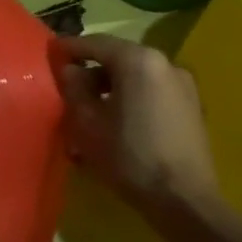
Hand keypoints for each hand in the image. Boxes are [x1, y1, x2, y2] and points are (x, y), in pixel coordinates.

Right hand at [51, 34, 221, 216]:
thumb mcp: (87, 123)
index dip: (69, 47)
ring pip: (136, 76)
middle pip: (118, 58)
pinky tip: (117, 121)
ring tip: (90, 109)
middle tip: (68, 86)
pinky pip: (152, 91)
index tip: (50, 52)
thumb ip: (74, 88)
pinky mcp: (192, 106)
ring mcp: (183, 84)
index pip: (95, 43)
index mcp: (138, 61)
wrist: (184, 199)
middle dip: (91, 70)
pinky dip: (131, 97)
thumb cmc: (129, 157)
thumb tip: (69, 69)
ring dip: (111, 86)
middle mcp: (165, 63)